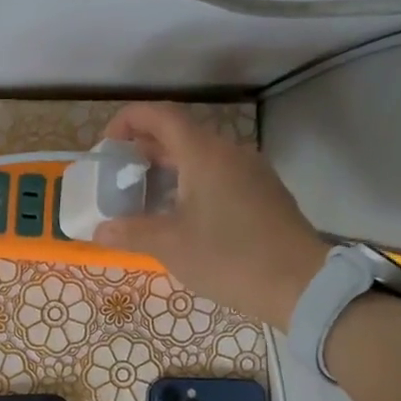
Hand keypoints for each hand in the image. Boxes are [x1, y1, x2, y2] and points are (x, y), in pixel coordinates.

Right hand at [94, 103, 328, 327]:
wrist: (300, 284)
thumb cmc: (229, 258)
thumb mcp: (170, 246)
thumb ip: (130, 232)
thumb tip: (100, 230)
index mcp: (204, 154)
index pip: (161, 115)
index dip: (128, 120)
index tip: (107, 144)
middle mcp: (229, 153)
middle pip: (180, 135)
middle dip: (143, 150)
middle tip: (117, 176)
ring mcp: (251, 172)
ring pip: (200, 157)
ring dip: (167, 169)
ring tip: (143, 197)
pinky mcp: (263, 194)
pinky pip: (218, 175)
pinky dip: (190, 183)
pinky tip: (179, 215)